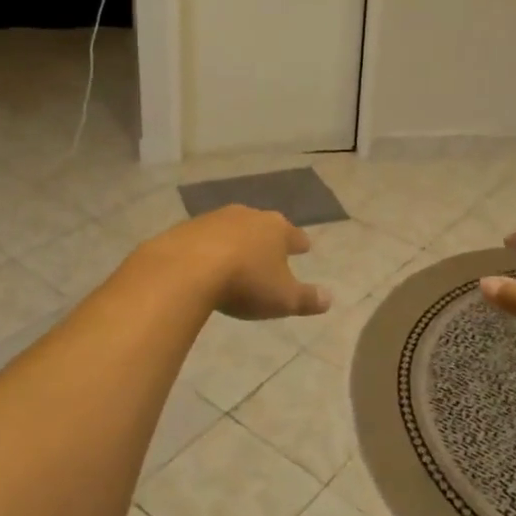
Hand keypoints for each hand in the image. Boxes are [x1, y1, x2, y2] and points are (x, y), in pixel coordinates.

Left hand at [146, 206, 331, 320]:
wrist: (186, 269)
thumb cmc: (245, 282)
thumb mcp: (283, 299)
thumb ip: (307, 298)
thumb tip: (329, 298)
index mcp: (276, 229)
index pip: (294, 235)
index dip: (300, 243)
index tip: (305, 247)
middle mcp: (247, 215)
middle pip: (262, 225)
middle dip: (267, 237)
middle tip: (270, 249)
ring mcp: (214, 218)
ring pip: (232, 228)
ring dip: (236, 241)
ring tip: (237, 256)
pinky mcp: (186, 228)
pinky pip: (204, 238)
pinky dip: (208, 248)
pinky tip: (205, 262)